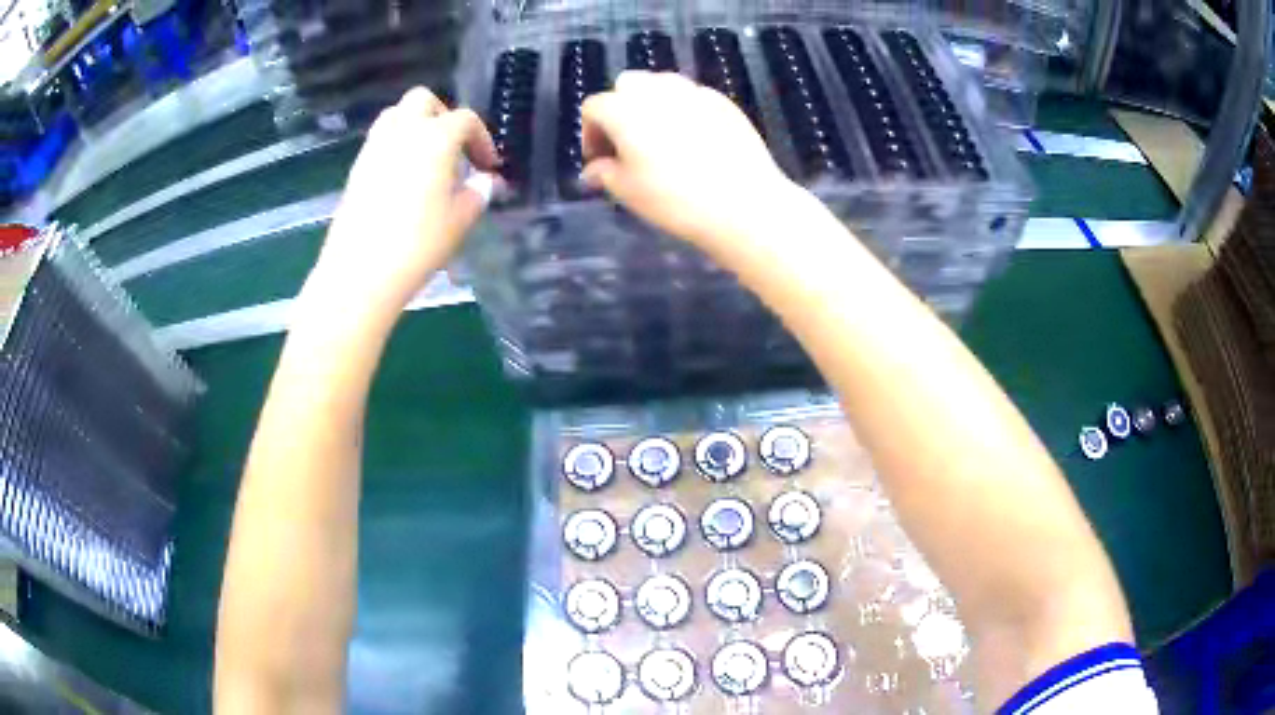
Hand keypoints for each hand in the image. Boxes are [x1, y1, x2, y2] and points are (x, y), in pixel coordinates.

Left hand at [306, 87, 498, 316]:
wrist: (360, 273)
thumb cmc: (418, 244)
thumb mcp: (460, 220)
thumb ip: (478, 193)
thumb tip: (485, 182)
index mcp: (435, 137)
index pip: (465, 120)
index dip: (482, 139)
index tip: (488, 167)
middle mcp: (403, 131)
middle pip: (423, 100)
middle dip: (443, 115)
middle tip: (453, 147)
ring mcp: (374, 148)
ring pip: (396, 115)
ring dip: (415, 125)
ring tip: (426, 158)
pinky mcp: (356, 168)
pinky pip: (379, 141)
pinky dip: (395, 146)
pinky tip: (402, 178)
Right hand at [581, 71, 794, 248]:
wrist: (744, 203)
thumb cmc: (675, 199)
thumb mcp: (627, 192)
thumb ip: (604, 173)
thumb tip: (595, 169)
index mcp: (624, 109)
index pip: (594, 108)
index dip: (590, 133)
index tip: (599, 159)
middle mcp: (656, 90)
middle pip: (627, 85)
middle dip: (620, 109)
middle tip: (628, 143)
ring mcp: (693, 92)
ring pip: (661, 85)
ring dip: (652, 104)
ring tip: (661, 138)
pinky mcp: (723, 101)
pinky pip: (693, 97)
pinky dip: (684, 110)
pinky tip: (695, 141)